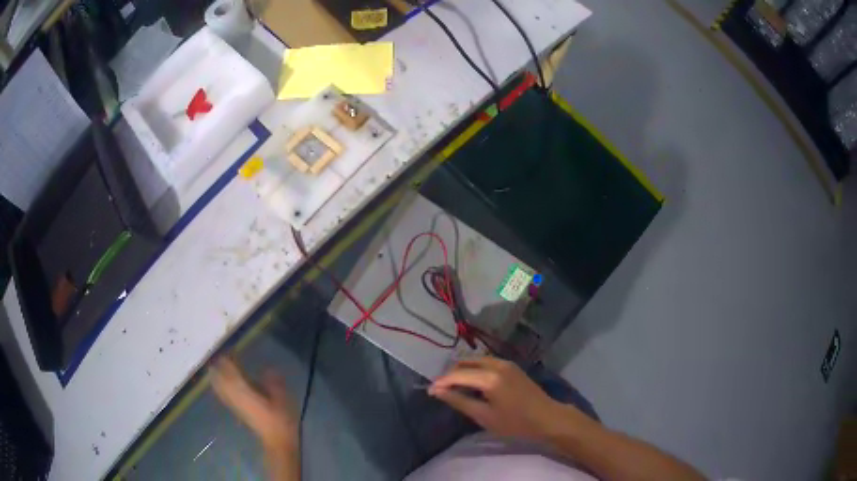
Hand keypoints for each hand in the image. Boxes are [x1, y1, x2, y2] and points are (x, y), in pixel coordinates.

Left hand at [210, 357, 298, 450]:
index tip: (227, 349)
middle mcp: (236, 396)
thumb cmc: (281, 420)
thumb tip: (267, 368)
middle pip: (222, 379)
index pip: (232, 372)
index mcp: (245, 391)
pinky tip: (219, 385)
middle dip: (218, 368)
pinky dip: (219, 387)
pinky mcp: (237, 410)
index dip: (228, 360)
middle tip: (217, 356)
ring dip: (216, 377)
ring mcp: (234, 404)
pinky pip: (223, 395)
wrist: (277, 441)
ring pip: (220, 387)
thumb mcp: (282, 399)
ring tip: (212, 368)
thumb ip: (273, 382)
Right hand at [429, 357, 570, 441]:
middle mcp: (496, 364)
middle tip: (440, 390)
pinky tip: (472, 383)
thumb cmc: (515, 423)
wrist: (547, 418)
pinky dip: (475, 370)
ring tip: (453, 387)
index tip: (428, 392)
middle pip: (465, 363)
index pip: (457, 375)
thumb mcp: (484, 416)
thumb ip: (459, 401)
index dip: (441, 382)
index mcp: (489, 377)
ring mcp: (506, 363)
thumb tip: (436, 391)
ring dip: (463, 371)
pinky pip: (486, 363)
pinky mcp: (512, 367)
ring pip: (476, 361)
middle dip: (451, 375)